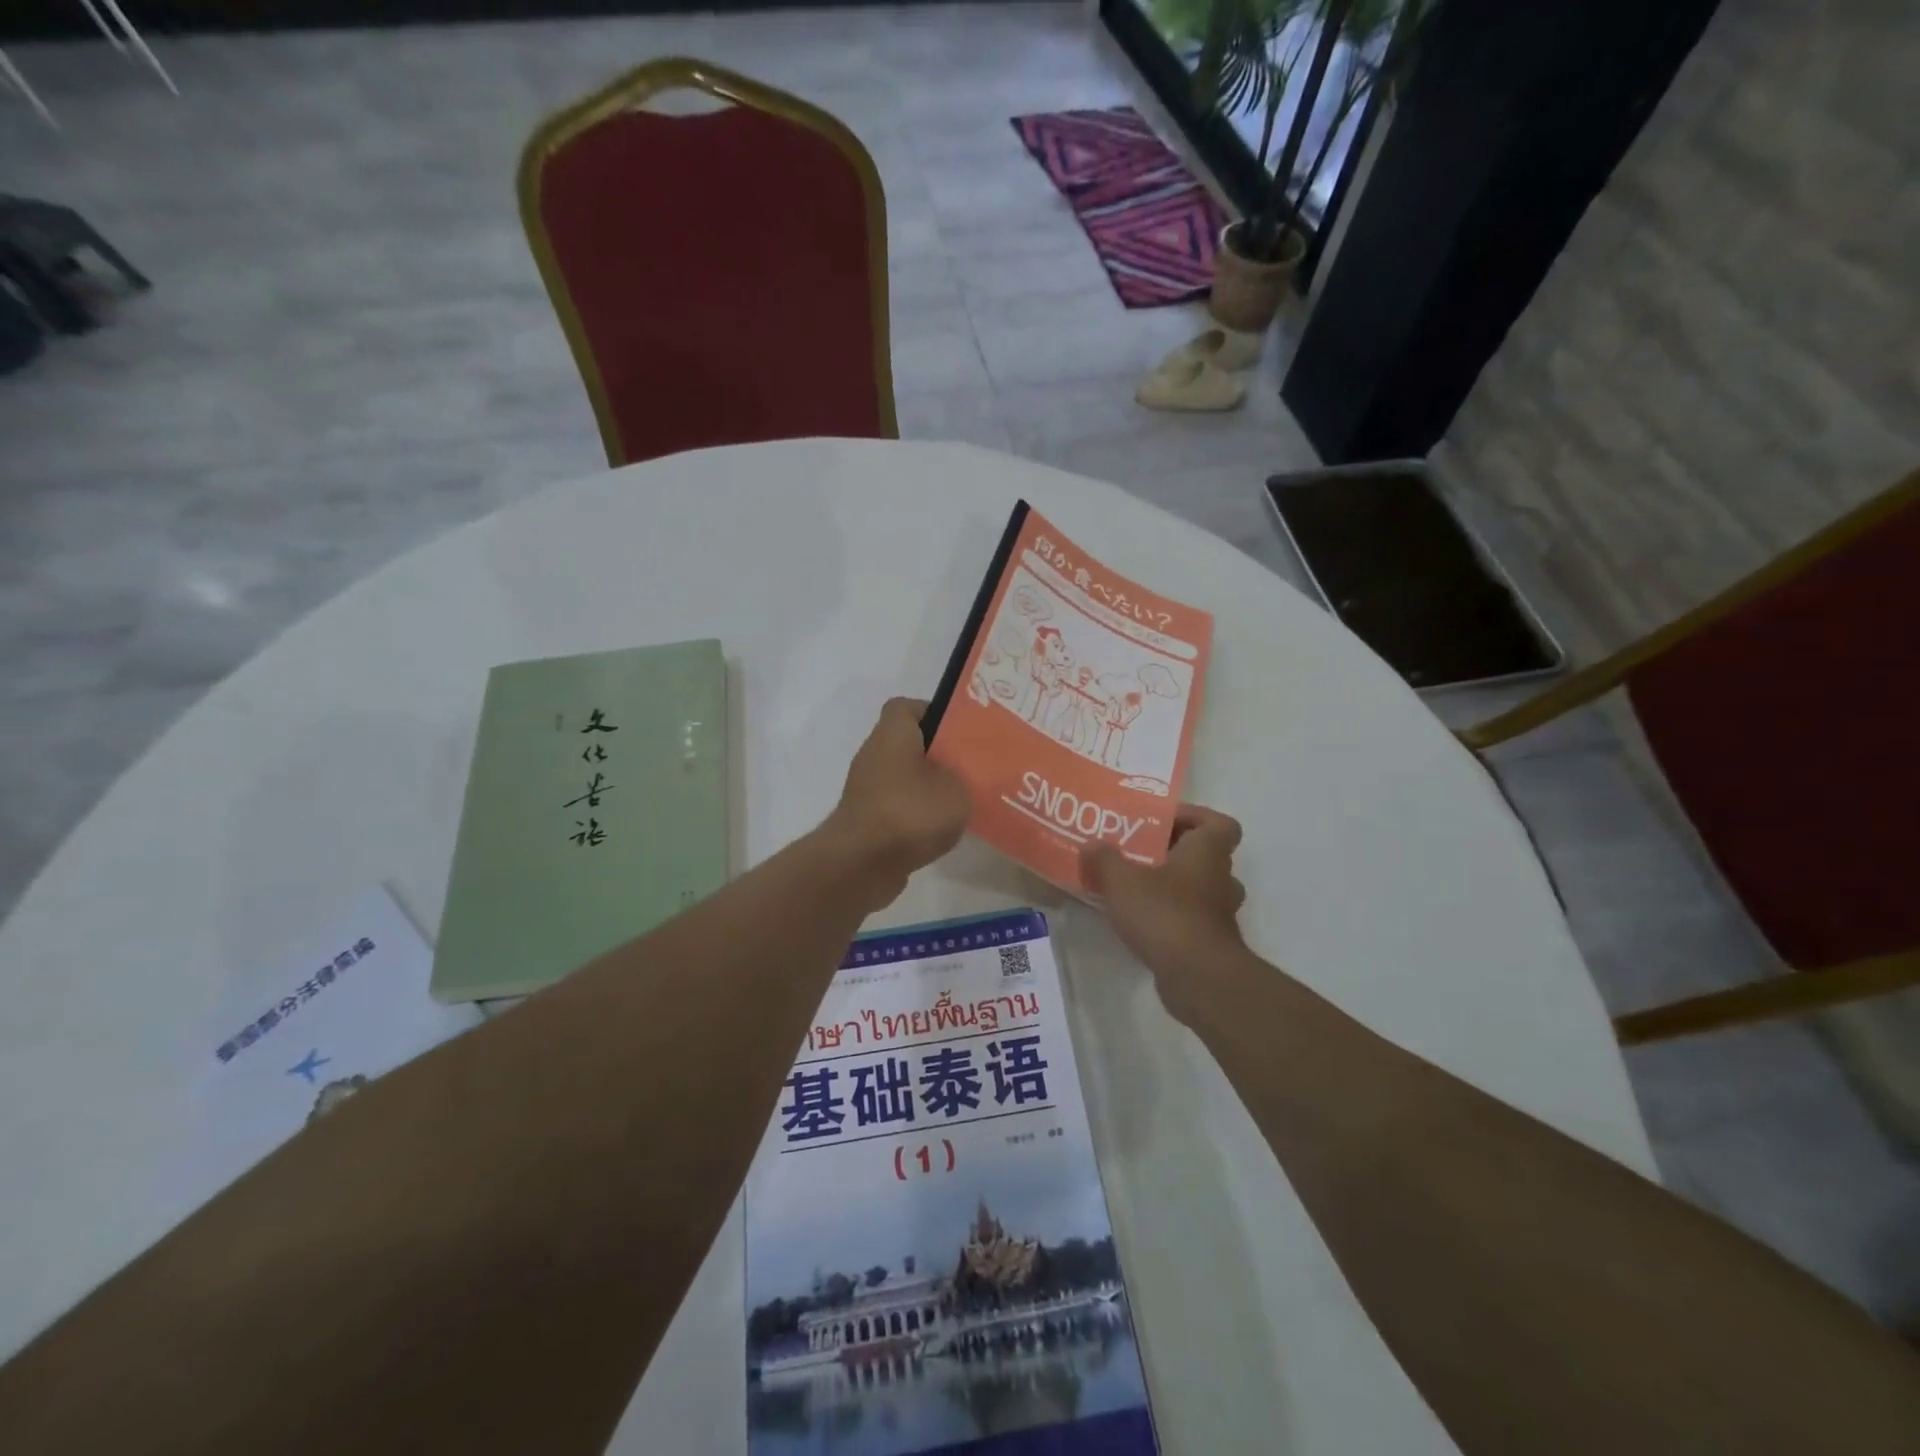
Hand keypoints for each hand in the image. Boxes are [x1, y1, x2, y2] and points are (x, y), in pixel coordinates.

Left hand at [824, 698, 971, 908]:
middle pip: (909, 743)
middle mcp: (874, 755)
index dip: (935, 713)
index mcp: (892, 734)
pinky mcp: (867, 820)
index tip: (962, 731)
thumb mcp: (957, 789)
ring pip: (904, 776)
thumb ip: (967, 775)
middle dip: (939, 754)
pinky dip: (917, 814)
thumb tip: (966, 773)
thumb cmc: (910, 813)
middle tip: (972, 767)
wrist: (861, 865)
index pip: (908, 707)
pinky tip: (942, 829)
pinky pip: (898, 806)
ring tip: (963, 801)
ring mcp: (867, 789)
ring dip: (929, 787)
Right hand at [1080, 805, 1246, 1018]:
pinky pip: (1192, 919)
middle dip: (1174, 853)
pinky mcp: (1210, 944)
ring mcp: (1219, 914)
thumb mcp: (1122, 881)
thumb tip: (1091, 846)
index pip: (1220, 823)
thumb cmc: (1165, 914)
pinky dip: (1171, 917)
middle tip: (1139, 854)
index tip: (1163, 822)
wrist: (1198, 978)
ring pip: (1200, 889)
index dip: (1195, 817)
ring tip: (1137, 888)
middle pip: (1206, 855)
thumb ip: (1104, 859)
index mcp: (1206, 853)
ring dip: (1174, 887)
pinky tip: (1140, 922)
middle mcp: (1220, 879)